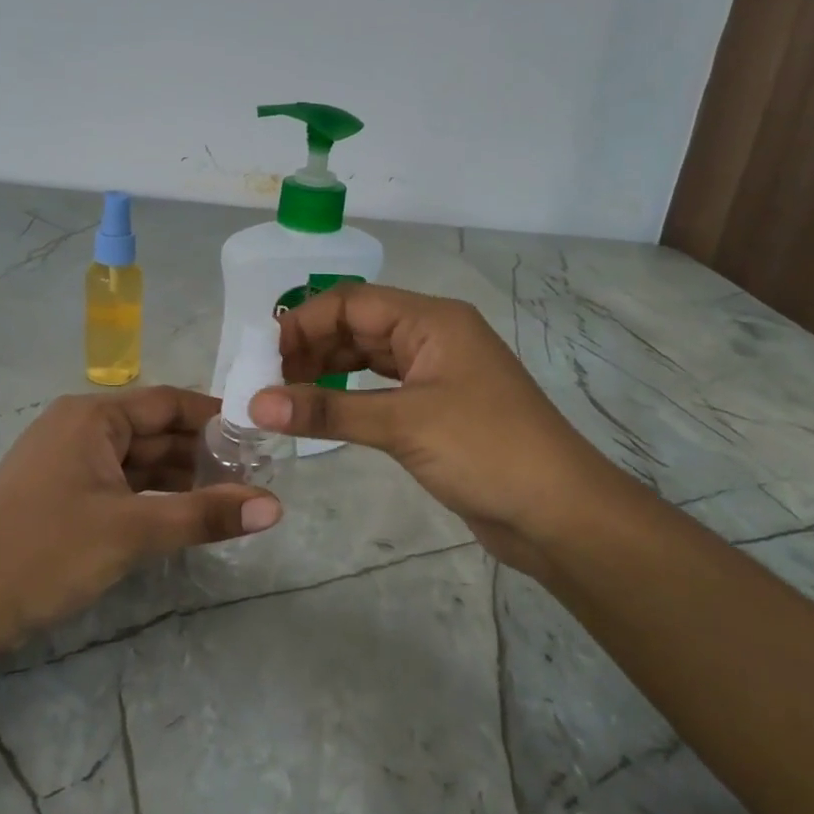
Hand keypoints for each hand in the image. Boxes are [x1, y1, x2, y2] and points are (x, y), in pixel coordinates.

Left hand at [0, 388, 280, 646]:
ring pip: (140, 462)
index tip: (261, 438)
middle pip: (156, 432)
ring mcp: (70, 463)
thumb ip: (204, 515)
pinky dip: (154, 498)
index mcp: (93, 417)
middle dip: (204, 454)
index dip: (216, 417)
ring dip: (182, 479)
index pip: (169, 403)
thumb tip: (275, 506)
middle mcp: (81, 429)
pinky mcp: (64, 495)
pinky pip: (122, 485)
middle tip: (258, 477)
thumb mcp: (132, 530)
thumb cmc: (46, 551)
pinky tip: (187, 517)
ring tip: (234, 500)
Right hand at [252, 284, 609, 574]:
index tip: (266, 362)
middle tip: (270, 385)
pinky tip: (323, 414)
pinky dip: (348, 397)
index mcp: (431, 320)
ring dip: (326, 373)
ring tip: (287, 400)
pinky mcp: (436, 409)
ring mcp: (436, 374)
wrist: (557, 511)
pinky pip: (381, 390)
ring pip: (368, 358)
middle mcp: (433, 337)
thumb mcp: (403, 425)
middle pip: (357, 326)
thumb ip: (327, 410)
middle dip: (311, 348)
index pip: (351, 301)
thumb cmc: (486, 451)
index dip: (304, 324)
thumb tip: (256, 403)